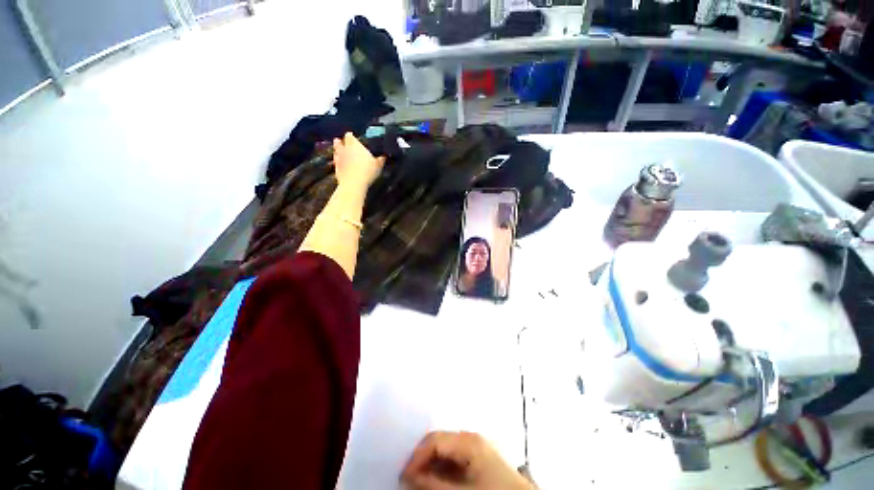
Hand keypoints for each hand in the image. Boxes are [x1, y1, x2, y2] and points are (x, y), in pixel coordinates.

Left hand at [332, 132, 384, 190]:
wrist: (354, 184)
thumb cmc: (367, 171)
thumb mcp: (378, 165)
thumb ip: (381, 159)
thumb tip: (384, 156)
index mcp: (355, 145)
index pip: (350, 136)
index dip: (351, 136)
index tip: (353, 137)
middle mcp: (345, 149)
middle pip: (339, 142)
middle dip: (341, 142)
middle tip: (344, 143)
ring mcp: (339, 159)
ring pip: (336, 151)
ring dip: (338, 151)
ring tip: (341, 152)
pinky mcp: (336, 168)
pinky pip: (336, 162)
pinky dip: (338, 162)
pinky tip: (341, 164)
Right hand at [401, 431, 531, 489]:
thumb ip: (434, 484)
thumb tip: (409, 476)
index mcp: (468, 440)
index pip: (434, 440)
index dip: (416, 457)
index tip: (403, 477)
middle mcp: (470, 437)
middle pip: (439, 442)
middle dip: (422, 459)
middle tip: (409, 480)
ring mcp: (475, 447)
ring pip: (445, 450)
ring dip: (431, 465)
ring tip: (420, 482)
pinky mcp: (478, 458)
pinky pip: (454, 458)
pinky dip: (442, 469)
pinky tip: (436, 480)